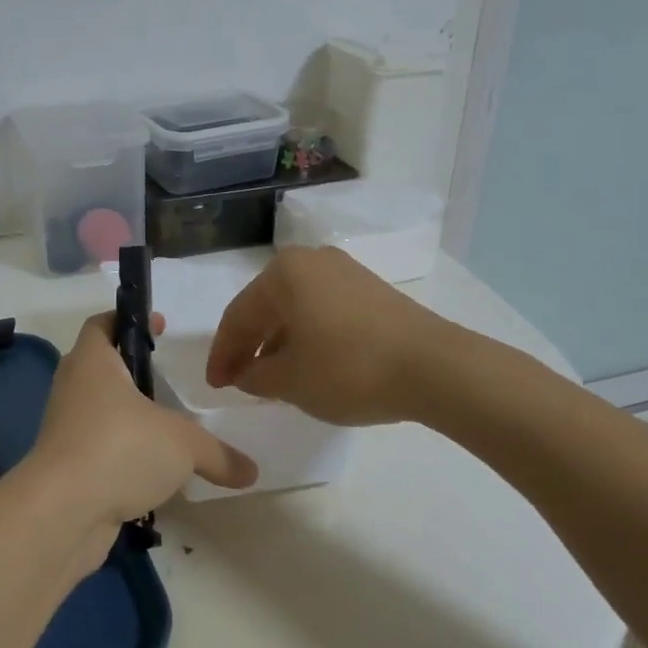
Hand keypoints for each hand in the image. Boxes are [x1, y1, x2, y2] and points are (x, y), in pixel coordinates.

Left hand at [20, 312, 257, 534]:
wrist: (61, 514)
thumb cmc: (119, 449)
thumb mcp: (182, 445)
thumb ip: (219, 454)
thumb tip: (252, 471)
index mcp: (93, 363)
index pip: (101, 324)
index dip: (128, 319)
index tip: (159, 326)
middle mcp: (74, 389)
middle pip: (101, 367)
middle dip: (133, 372)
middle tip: (169, 379)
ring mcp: (66, 430)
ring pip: (100, 412)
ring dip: (128, 418)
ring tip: (168, 427)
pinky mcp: (67, 468)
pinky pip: (99, 451)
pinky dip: (123, 456)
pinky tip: (153, 473)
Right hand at [206, 247, 446, 424]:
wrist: (433, 366)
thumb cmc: (348, 369)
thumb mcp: (289, 381)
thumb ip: (254, 376)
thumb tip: (246, 373)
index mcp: (283, 273)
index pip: (237, 317)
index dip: (222, 355)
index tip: (215, 386)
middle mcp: (311, 261)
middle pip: (265, 307)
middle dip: (249, 346)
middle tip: (238, 381)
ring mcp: (345, 272)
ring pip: (295, 308)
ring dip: (278, 342)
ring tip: (272, 378)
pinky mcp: (370, 289)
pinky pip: (322, 310)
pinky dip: (306, 336)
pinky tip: (308, 363)